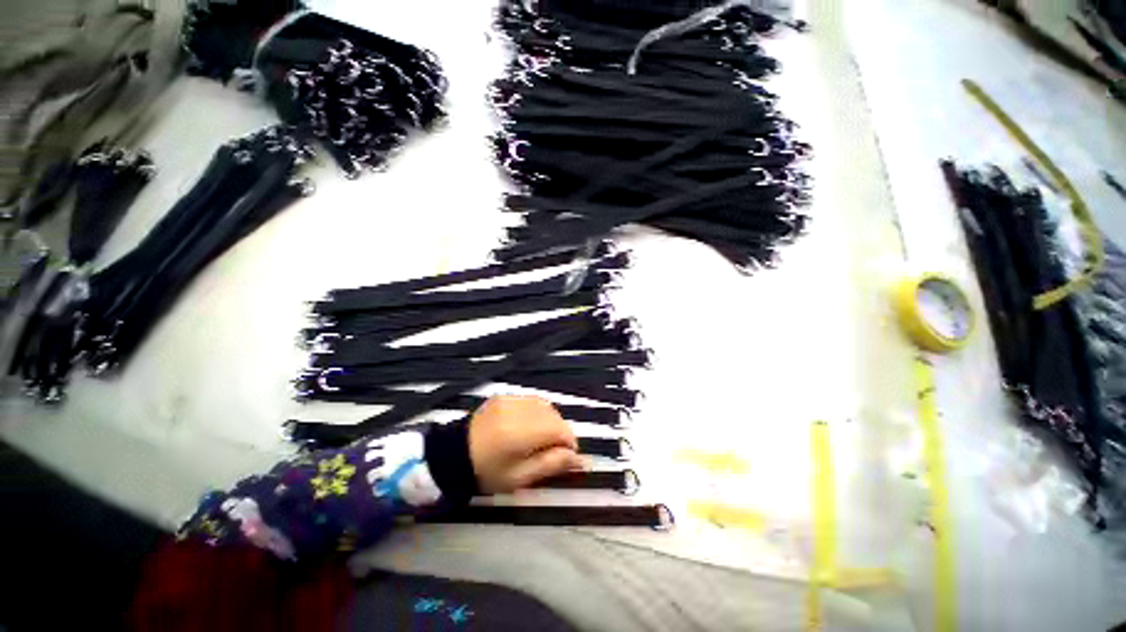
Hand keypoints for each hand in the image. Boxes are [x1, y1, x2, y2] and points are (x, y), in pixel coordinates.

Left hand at [468, 396, 586, 494]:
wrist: (452, 454)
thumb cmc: (487, 472)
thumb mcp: (521, 477)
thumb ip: (553, 464)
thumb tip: (582, 460)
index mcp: (521, 433)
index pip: (561, 430)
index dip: (569, 444)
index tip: (566, 457)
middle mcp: (518, 410)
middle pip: (555, 416)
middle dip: (559, 432)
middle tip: (550, 451)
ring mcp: (510, 399)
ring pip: (545, 406)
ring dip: (549, 421)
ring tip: (539, 438)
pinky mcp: (504, 395)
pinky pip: (531, 400)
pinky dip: (537, 412)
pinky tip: (528, 425)